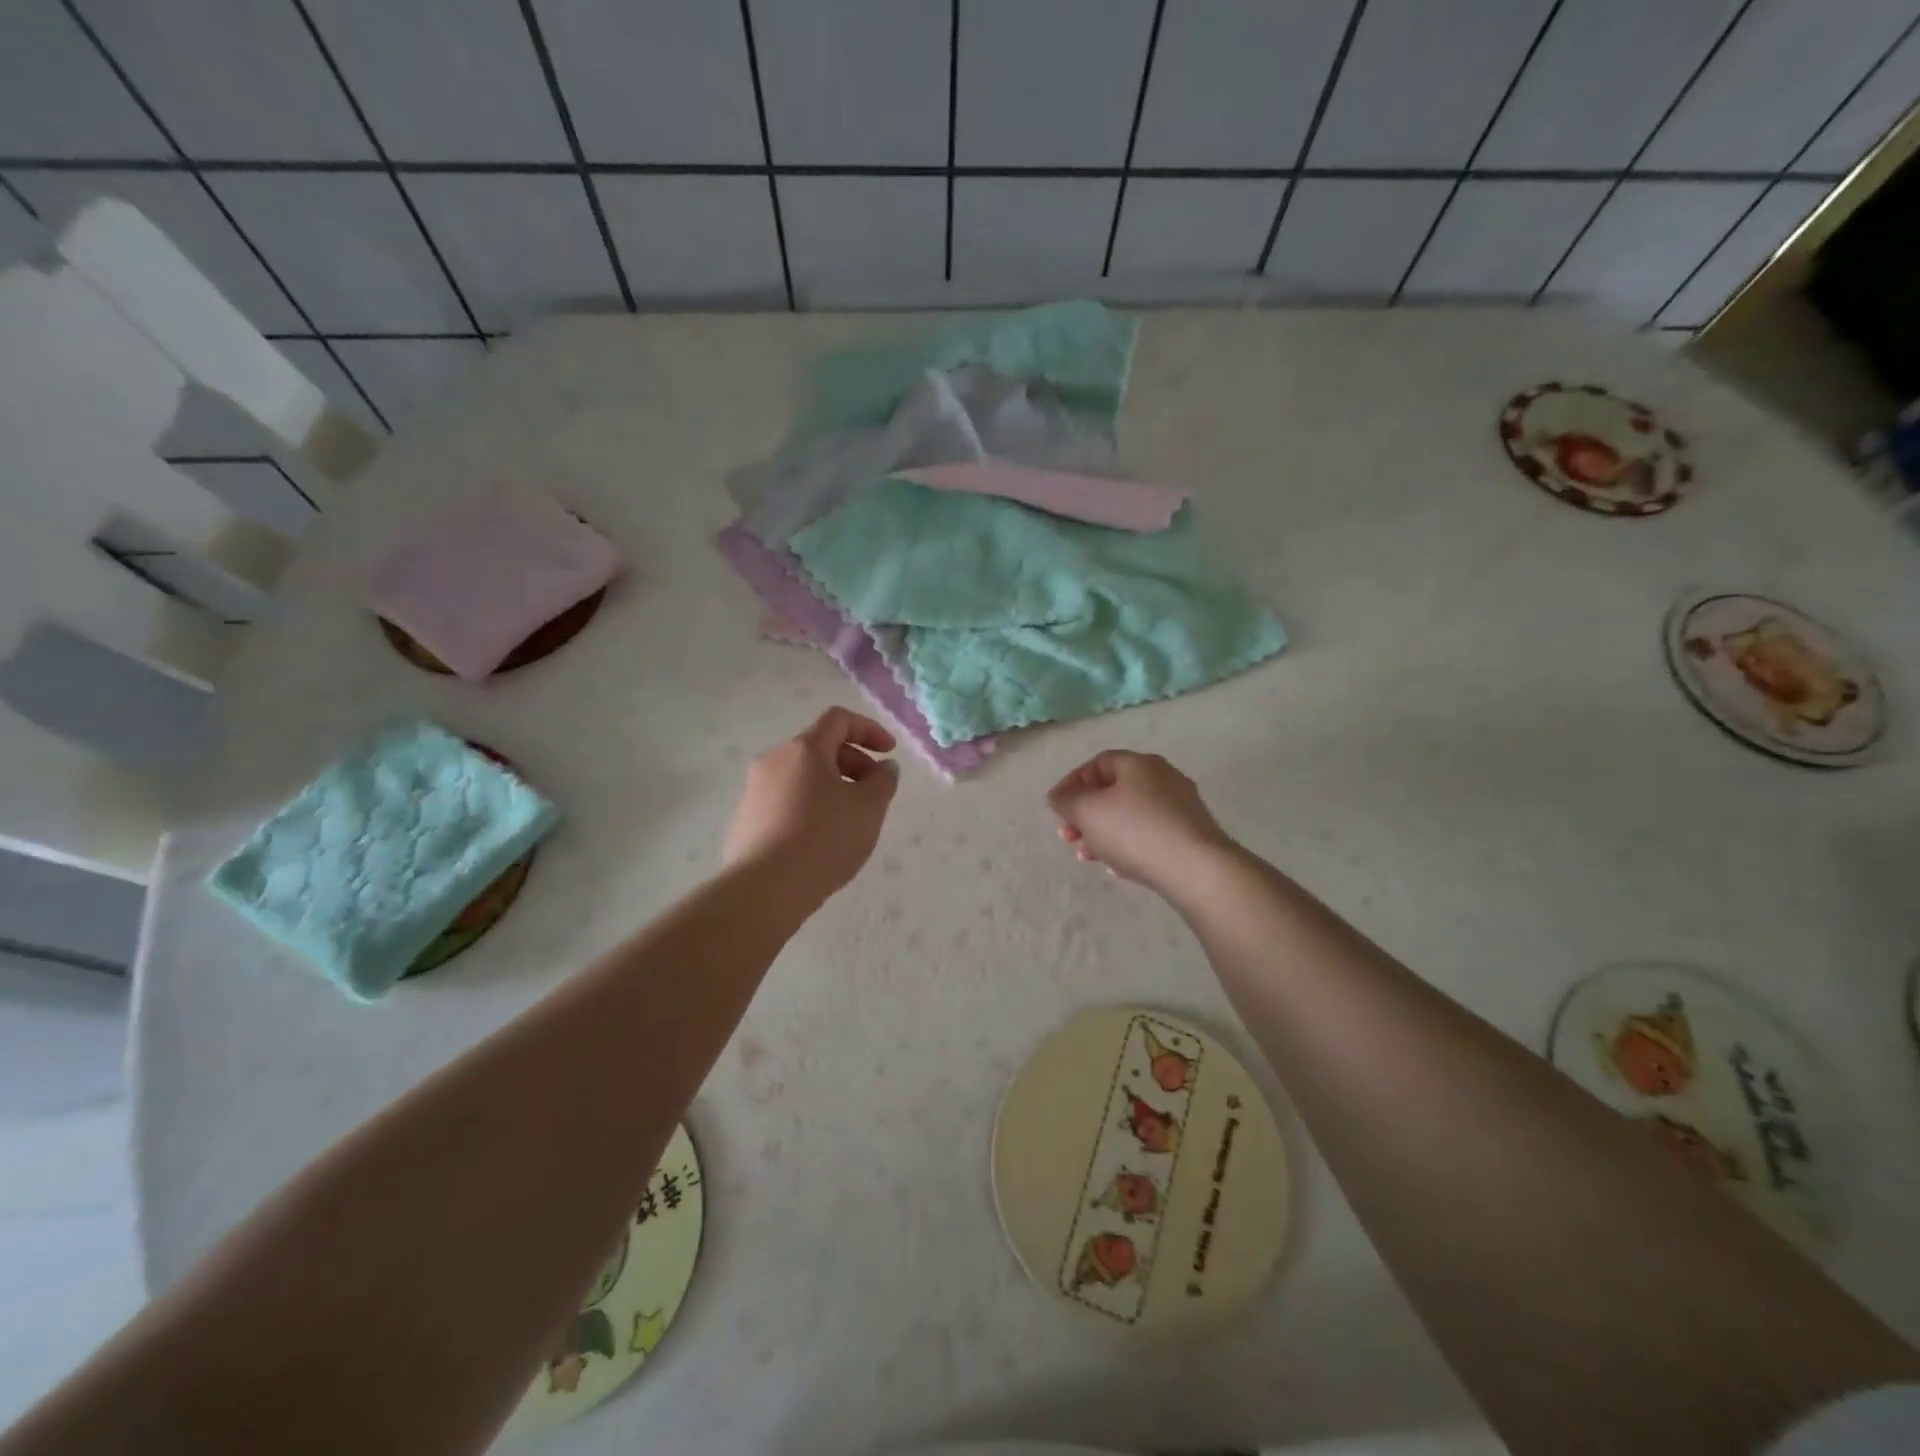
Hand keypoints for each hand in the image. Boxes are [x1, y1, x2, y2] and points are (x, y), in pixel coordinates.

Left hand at [723, 708, 900, 906]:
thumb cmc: (824, 840)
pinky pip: (785, 800)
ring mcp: (754, 790)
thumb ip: (883, 781)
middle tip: (874, 792)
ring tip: (849, 820)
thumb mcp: (868, 809)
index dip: (869, 729)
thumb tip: (884, 767)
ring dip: (831, 786)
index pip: (838, 719)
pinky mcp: (745, 819)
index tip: (889, 753)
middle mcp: (774, 760)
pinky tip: (820, 840)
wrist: (764, 889)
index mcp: (804, 749)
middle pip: (819, 747)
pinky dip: (809, 806)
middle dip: (853, 762)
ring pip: (801, 775)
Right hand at [1047, 750, 1233, 891]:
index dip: (1071, 783)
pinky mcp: (1191, 834)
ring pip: (1130, 814)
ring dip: (1102, 833)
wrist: (1196, 869)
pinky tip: (1116, 867)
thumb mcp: (1087, 812)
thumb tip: (1058, 797)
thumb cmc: (1134, 831)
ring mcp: (1181, 806)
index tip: (1055, 808)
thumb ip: (1066, 801)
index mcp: (1138, 763)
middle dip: (1085, 814)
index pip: (1097, 763)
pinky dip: (1127, 845)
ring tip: (1086, 856)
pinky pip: (1149, 834)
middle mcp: (1163, 777)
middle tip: (1068, 836)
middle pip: (1113, 790)